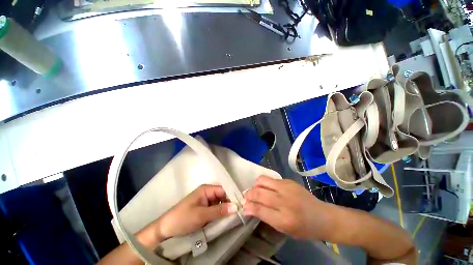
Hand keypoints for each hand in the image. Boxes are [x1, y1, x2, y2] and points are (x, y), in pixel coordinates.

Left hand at [153, 184, 237, 239]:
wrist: (166, 229)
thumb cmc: (183, 218)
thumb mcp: (202, 215)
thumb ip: (219, 210)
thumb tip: (236, 207)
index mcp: (206, 189)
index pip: (223, 190)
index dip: (231, 197)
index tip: (240, 206)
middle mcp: (207, 192)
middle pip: (222, 196)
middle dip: (229, 204)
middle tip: (238, 214)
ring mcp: (205, 200)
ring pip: (219, 203)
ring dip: (225, 210)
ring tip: (233, 218)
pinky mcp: (203, 208)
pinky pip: (215, 209)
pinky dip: (219, 213)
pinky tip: (224, 219)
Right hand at [243, 176, 330, 240]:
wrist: (323, 216)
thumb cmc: (304, 228)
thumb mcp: (284, 230)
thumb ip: (266, 217)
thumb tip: (248, 208)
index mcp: (284, 220)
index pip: (259, 210)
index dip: (248, 207)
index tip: (243, 206)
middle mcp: (285, 201)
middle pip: (259, 193)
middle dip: (248, 194)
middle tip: (246, 197)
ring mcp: (287, 188)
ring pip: (262, 180)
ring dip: (255, 185)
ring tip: (255, 190)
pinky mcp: (288, 181)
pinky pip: (270, 179)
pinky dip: (264, 183)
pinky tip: (266, 188)